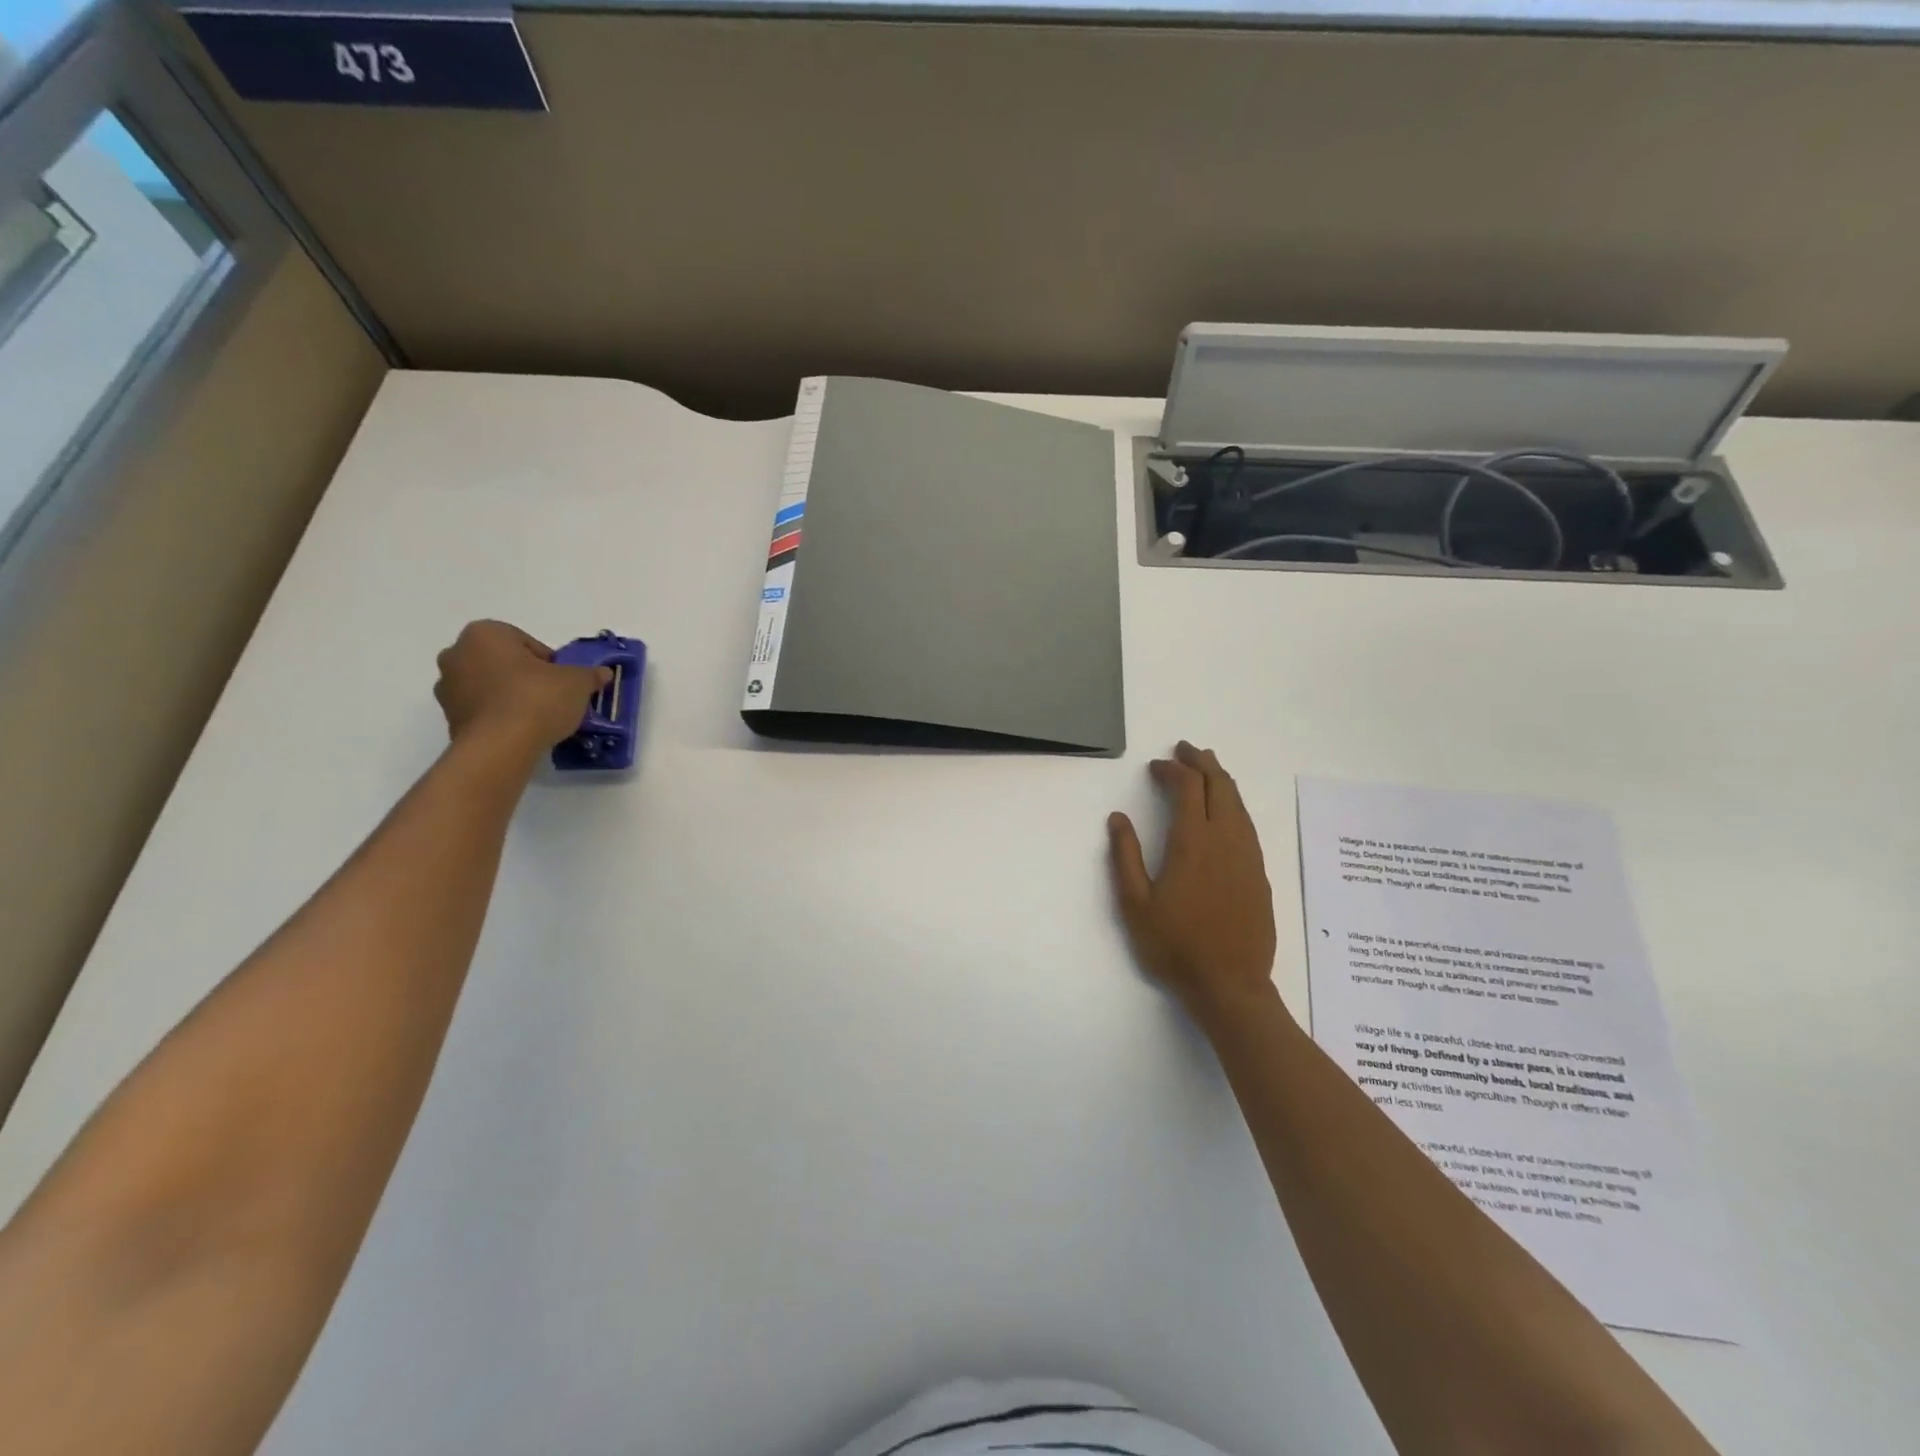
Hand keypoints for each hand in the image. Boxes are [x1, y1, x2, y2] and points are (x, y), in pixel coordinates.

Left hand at [432, 620, 608, 753]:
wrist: (500, 746)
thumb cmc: (537, 699)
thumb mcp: (577, 682)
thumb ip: (590, 674)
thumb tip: (602, 673)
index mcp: (485, 634)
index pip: (527, 643)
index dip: (550, 663)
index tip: (562, 682)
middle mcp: (457, 653)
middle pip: (505, 662)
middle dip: (527, 677)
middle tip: (552, 698)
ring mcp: (446, 687)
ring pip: (490, 686)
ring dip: (511, 696)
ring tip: (538, 718)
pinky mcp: (448, 717)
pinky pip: (482, 710)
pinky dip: (499, 716)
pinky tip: (521, 731)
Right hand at [1108, 742, 1278, 1018]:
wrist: (1230, 985)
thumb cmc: (1175, 946)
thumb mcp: (1135, 904)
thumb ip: (1125, 856)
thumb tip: (1118, 818)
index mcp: (1192, 843)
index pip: (1187, 788)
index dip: (1172, 770)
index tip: (1155, 767)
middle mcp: (1226, 841)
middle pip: (1220, 786)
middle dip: (1202, 762)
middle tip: (1186, 750)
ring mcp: (1248, 857)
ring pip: (1238, 803)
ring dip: (1221, 780)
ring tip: (1207, 769)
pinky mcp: (1260, 874)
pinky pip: (1247, 824)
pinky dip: (1234, 804)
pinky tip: (1226, 811)